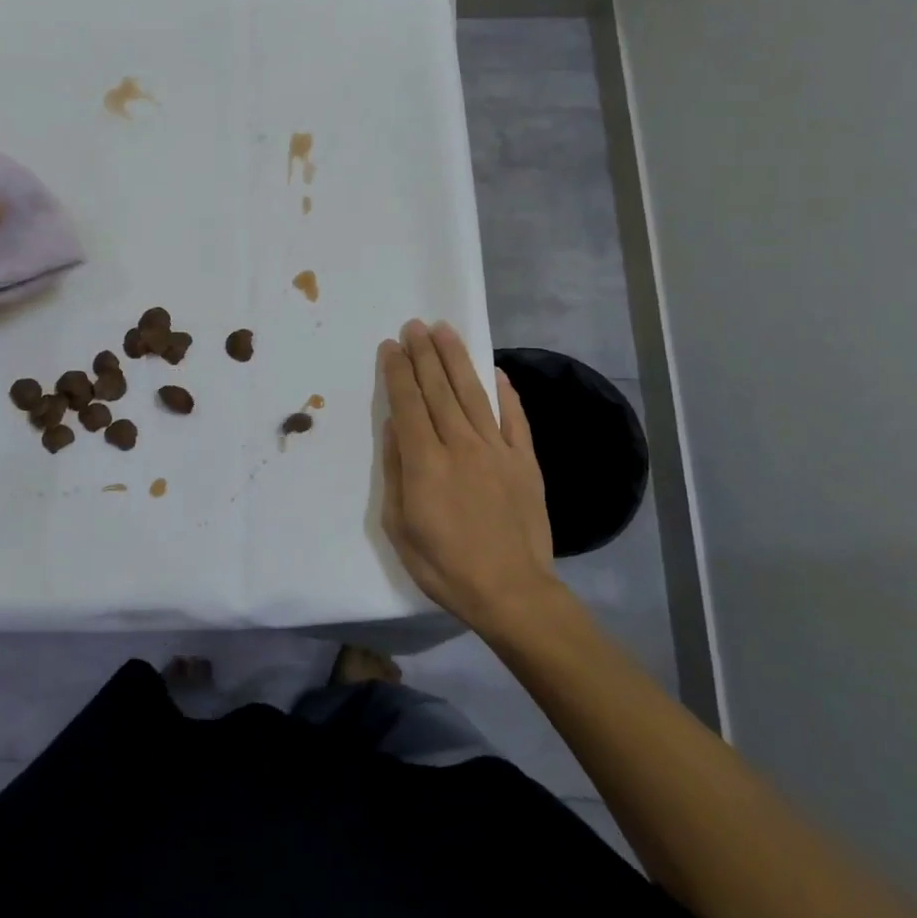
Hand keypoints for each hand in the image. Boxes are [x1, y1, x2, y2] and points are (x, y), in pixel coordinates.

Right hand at [379, 320, 562, 633]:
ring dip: (456, 359)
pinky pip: (515, 419)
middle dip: (423, 354)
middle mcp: (460, 445)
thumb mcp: (399, 527)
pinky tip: (496, 372)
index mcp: (425, 462)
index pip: (407, 404)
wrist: (511, 592)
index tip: (390, 345)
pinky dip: (505, 393)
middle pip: (438, 389)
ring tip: (444, 331)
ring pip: (473, 394)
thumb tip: (394, 429)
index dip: (397, 371)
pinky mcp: (525, 462)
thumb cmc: (444, 565)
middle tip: (414, 325)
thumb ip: (396, 472)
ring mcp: (497, 450)